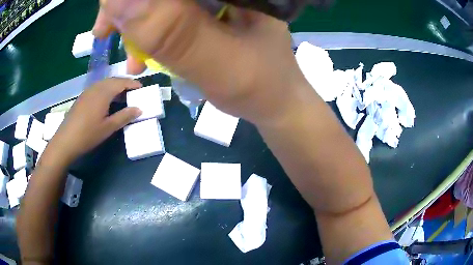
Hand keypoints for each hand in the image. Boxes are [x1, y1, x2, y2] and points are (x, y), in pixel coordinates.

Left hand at [45, 78, 141, 163]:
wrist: (66, 140)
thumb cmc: (88, 134)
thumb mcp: (108, 127)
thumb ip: (124, 116)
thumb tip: (139, 109)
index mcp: (104, 92)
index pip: (122, 82)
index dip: (133, 83)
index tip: (142, 87)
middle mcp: (96, 87)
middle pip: (113, 80)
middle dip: (125, 83)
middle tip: (133, 91)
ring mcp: (88, 91)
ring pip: (105, 83)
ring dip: (115, 86)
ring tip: (122, 95)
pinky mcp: (82, 97)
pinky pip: (98, 87)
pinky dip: (106, 89)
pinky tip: (106, 100)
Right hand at [92, 0, 309, 123]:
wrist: (276, 103)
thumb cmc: (261, 87)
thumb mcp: (219, 62)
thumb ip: (172, 33)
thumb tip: (118, 3)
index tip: (109, 16)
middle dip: (132, 8)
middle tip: (107, 31)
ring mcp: (217, 2)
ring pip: (165, 3)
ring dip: (138, 23)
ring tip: (127, 52)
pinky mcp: (210, 16)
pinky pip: (172, 17)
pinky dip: (153, 33)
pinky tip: (144, 56)